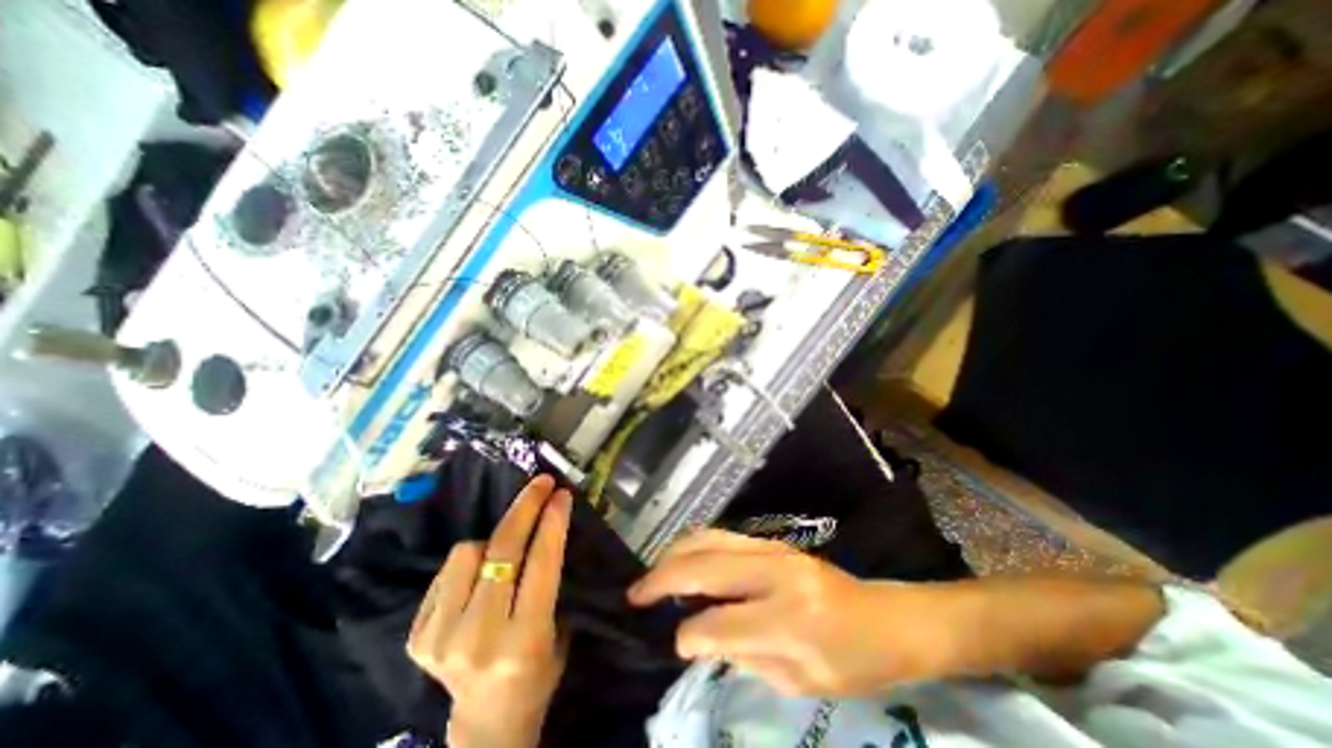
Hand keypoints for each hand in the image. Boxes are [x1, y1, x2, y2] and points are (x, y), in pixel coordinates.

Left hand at [406, 476, 571, 745]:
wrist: (488, 720)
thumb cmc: (538, 670)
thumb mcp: (558, 628)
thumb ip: (549, 579)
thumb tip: (549, 521)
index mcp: (524, 640)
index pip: (540, 563)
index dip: (552, 521)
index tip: (561, 493)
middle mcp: (478, 637)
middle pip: (502, 550)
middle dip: (526, 508)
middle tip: (541, 484)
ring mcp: (440, 638)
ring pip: (468, 551)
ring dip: (493, 541)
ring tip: (505, 551)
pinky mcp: (417, 636)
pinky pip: (448, 569)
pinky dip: (469, 561)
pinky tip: (481, 572)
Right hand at [626, 533, 944, 694]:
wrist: (885, 617)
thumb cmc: (852, 662)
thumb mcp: (801, 682)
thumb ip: (744, 657)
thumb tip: (698, 637)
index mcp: (790, 620)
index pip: (719, 624)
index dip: (689, 637)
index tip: (675, 643)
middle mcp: (775, 573)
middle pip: (703, 567)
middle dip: (662, 579)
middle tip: (636, 594)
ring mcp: (771, 548)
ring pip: (707, 539)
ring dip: (673, 555)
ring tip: (653, 575)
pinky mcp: (770, 540)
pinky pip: (721, 535)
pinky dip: (694, 545)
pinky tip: (683, 559)